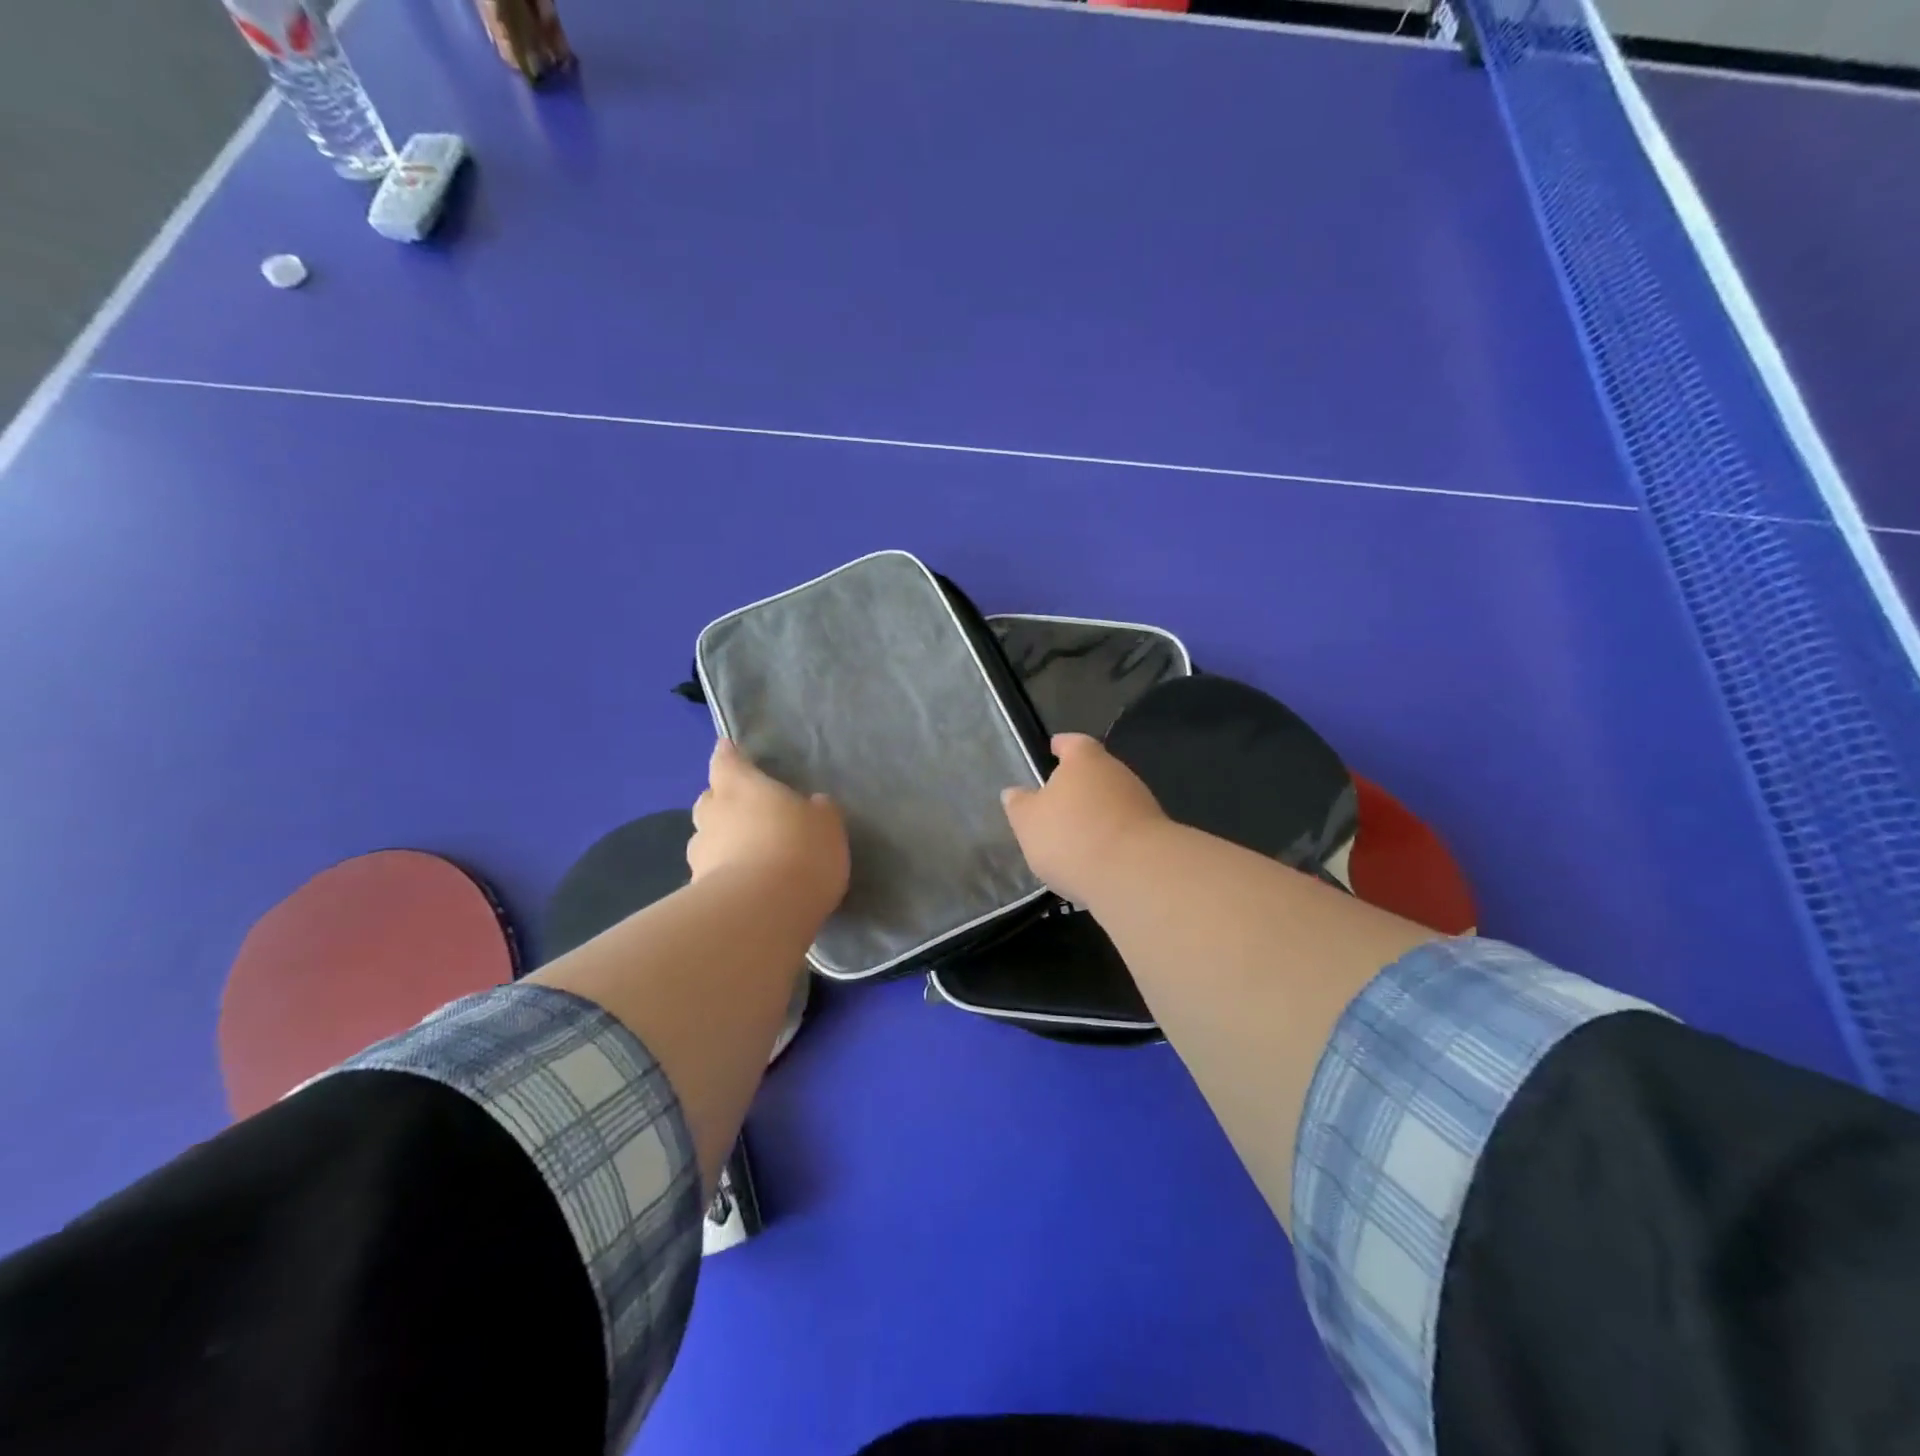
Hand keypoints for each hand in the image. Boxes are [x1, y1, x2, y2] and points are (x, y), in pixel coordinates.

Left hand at [689, 740, 850, 915]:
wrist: (763, 912)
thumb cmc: (799, 850)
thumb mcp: (826, 824)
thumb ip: (816, 811)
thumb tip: (811, 805)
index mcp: (742, 787)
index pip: (727, 762)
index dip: (728, 755)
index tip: (727, 749)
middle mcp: (714, 815)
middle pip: (710, 800)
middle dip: (722, 802)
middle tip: (744, 811)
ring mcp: (701, 855)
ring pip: (706, 839)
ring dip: (720, 842)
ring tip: (745, 855)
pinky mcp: (699, 892)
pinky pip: (711, 875)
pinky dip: (723, 875)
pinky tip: (745, 888)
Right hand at [1001, 733, 1168, 905]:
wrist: (1136, 875)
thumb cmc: (1072, 836)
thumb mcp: (1028, 822)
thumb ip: (1020, 805)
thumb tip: (1015, 793)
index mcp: (1085, 760)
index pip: (1072, 743)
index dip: (1061, 746)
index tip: (1053, 749)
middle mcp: (1117, 773)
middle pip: (1095, 772)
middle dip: (1078, 786)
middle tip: (1056, 803)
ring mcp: (1141, 803)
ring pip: (1111, 801)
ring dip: (1095, 814)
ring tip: (1074, 837)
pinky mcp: (1154, 835)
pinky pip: (1124, 829)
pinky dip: (1110, 837)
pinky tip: (1096, 858)